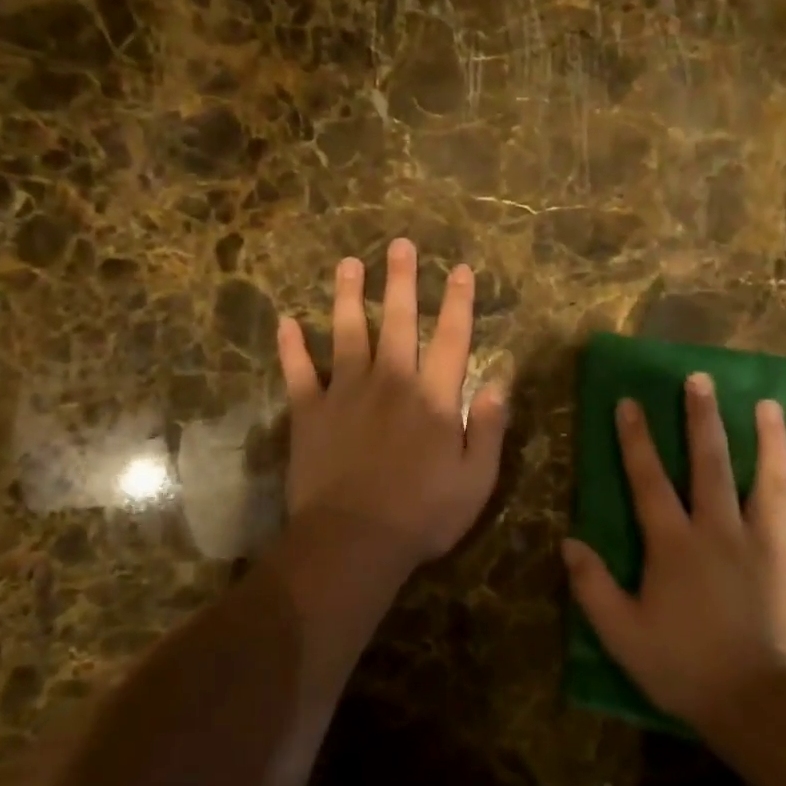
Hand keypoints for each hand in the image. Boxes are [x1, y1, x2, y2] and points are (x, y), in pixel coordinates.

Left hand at [276, 239, 508, 569]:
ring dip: (349, 296)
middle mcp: (391, 382)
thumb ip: (488, 426)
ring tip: (348, 264)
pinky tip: (286, 322)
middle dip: (401, 280)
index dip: (458, 301)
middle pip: (399, 321)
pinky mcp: (310, 412)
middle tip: (399, 244)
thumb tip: (499, 380)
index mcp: (433, 397)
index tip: (459, 269)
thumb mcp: (476, 479)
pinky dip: (292, 347)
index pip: (451, 338)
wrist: (353, 540)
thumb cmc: (422, 514)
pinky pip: (299, 371)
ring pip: (348, 332)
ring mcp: (345, 393)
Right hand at [563, 373, 785, 732]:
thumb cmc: (685, 668)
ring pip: (770, 479)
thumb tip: (568, 542)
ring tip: (768, 404)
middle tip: (700, 379)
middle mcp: (722, 529)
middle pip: (711, 462)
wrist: (761, 704)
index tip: (629, 402)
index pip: (649, 479)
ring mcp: (770, 544)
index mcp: (675, 543)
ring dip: (769, 439)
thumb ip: (593, 587)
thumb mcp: (623, 634)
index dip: (636, 439)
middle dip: (703, 418)